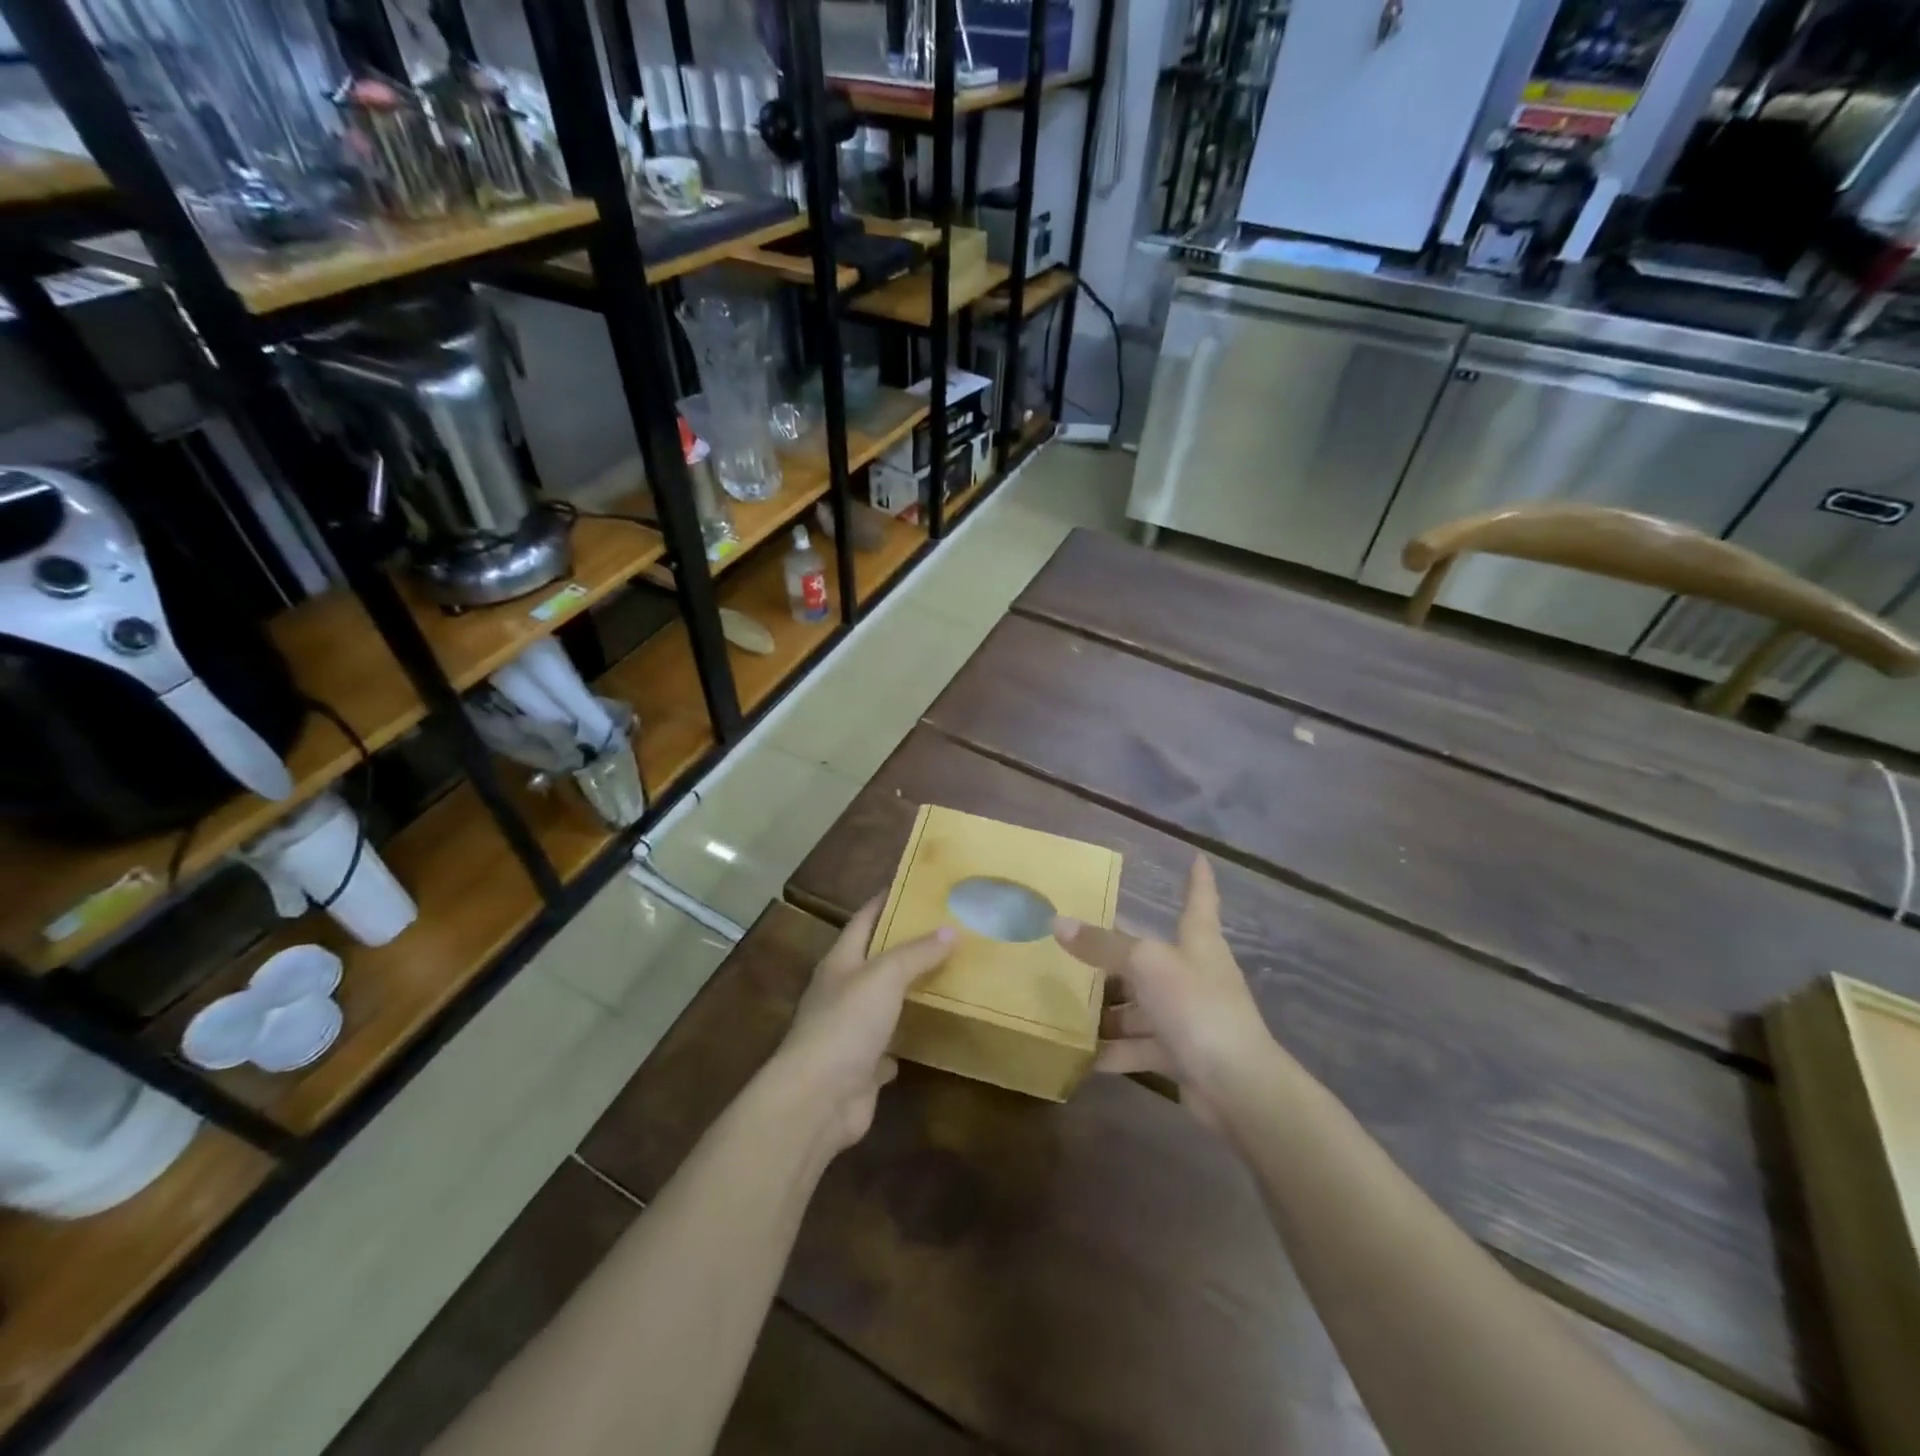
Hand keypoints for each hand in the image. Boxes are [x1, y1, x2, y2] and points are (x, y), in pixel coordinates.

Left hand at [772, 897, 954, 1150]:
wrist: (817, 1099)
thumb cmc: (846, 1024)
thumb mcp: (884, 976)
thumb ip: (916, 953)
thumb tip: (950, 930)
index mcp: (840, 962)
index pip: (863, 920)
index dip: (885, 901)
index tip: (913, 886)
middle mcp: (841, 993)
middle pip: (875, 961)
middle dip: (905, 947)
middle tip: (945, 931)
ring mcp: (849, 1032)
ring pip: (883, 1004)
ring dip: (907, 993)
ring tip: (946, 976)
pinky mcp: (861, 1068)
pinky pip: (888, 1047)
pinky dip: (906, 1039)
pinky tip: (930, 1032)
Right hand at [1054, 856, 1277, 1121]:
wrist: (1237, 1084)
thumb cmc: (1196, 1006)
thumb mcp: (1145, 965)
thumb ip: (1102, 946)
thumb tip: (1058, 922)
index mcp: (1197, 940)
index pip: (1199, 899)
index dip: (1198, 878)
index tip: (1199, 857)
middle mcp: (1193, 973)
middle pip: (1150, 957)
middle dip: (1115, 957)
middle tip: (1074, 946)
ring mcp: (1187, 1015)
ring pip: (1139, 1005)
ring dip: (1108, 1011)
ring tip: (1064, 1008)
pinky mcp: (1179, 1053)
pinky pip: (1139, 1045)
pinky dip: (1113, 1050)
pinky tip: (1081, 1055)